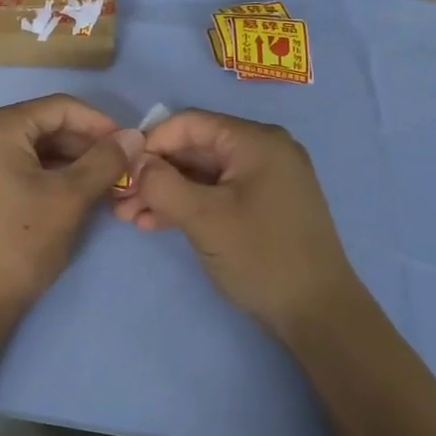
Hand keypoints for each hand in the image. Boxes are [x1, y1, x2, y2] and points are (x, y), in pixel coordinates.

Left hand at [0, 95, 142, 323]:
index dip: (100, 123)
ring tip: (102, 182)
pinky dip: (42, 173)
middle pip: (42, 125)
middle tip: (120, 168)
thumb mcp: (70, 199)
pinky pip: (11, 164)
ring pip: (28, 147)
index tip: (130, 145)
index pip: (59, 108)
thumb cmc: (19, 244)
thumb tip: (134, 136)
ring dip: (66, 161)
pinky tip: (70, 191)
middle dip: (83, 145)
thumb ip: (105, 161)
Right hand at [113, 109, 363, 337]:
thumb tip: (134, 163)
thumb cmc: (261, 256)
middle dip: (154, 173)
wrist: (317, 312)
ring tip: (128, 216)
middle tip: (118, 199)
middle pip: (195, 148)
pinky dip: (187, 205)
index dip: (150, 142)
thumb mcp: (204, 218)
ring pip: (202, 174)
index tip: (120, 169)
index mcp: (256, 141)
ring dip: (165, 192)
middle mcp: (263, 150)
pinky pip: (217, 193)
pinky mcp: (263, 205)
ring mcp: (266, 179)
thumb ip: (162, 185)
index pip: (190, 123)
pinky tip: (153, 224)